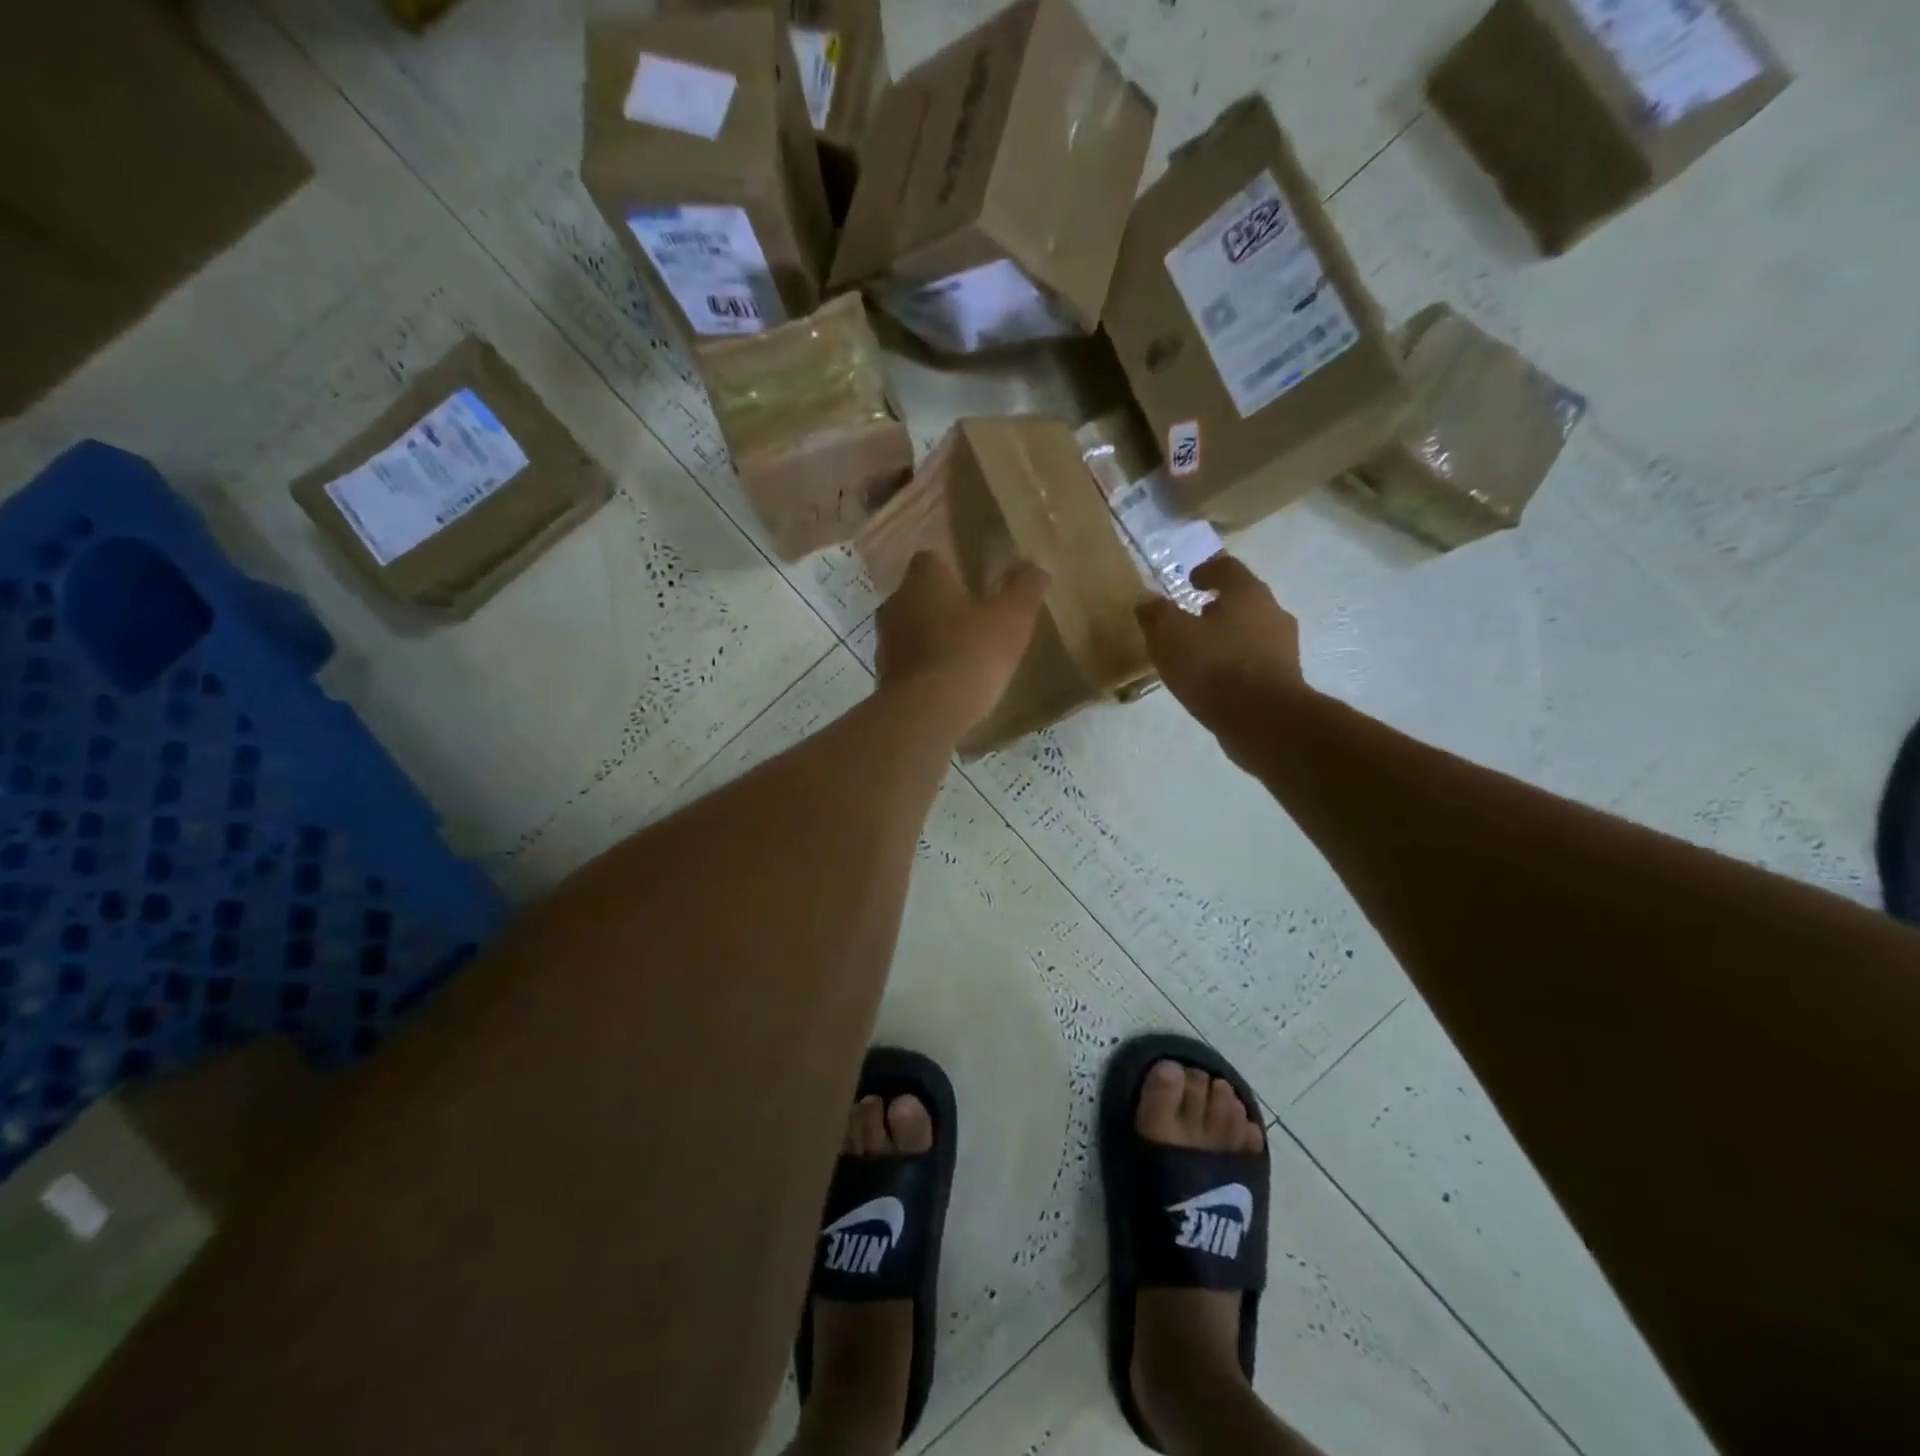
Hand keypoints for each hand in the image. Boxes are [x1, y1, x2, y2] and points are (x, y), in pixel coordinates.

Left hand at [875, 551, 1049, 737]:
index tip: (972, 582)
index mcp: (923, 579)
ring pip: (909, 629)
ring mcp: (885, 642)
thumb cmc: (970, 653)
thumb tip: (1037, 566)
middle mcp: (896, 603)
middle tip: (971, 619)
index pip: (931, 558)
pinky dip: (923, 668)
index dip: (951, 567)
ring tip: (960, 653)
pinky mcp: (883, 677)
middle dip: (941, 604)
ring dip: (929, 637)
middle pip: (917, 594)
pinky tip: (946, 683)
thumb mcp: (1012, 618)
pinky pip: (907, 664)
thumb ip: (1025, 588)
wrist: (926, 713)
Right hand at [1137, 555, 1307, 743]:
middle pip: (1243, 600)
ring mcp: (1284, 647)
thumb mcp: (1170, 636)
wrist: (1264, 721)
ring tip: (1200, 654)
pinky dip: (1235, 663)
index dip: (1206, 570)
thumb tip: (1147, 602)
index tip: (1190, 581)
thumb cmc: (1215, 667)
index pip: (1227, 567)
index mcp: (1247, 593)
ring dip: (1227, 637)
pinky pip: (1255, 661)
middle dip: (1217, 607)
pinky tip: (1216, 681)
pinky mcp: (1285, 679)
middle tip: (1191, 619)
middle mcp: (1272, 612)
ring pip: (1251, 631)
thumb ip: (1156, 615)